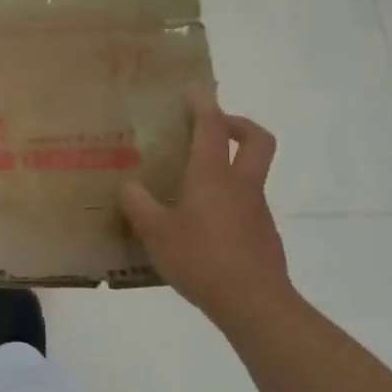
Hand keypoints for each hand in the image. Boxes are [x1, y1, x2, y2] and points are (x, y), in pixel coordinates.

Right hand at [119, 86, 294, 329]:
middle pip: (256, 139)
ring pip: (251, 174)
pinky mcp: (263, 236)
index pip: (212, 126)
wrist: (254, 303)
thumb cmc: (201, 258)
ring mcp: (256, 210)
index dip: (203, 103)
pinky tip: (202, 227)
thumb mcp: (155, 231)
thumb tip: (128, 186)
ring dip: (229, 167)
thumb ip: (137, 204)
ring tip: (192, 187)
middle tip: (215, 126)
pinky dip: (227, 203)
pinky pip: (245, 206)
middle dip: (238, 124)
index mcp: (212, 176)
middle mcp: (240, 185)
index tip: (194, 88)